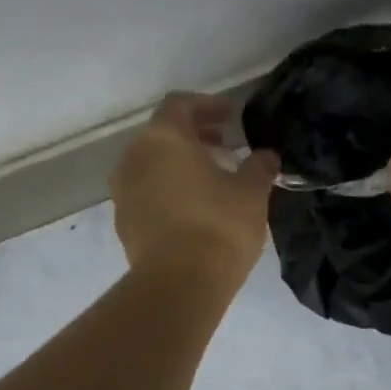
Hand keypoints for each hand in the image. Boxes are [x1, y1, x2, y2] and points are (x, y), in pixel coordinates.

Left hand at [111, 94, 278, 286]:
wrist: (179, 284)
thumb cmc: (219, 227)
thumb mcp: (252, 194)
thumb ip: (259, 167)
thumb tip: (266, 155)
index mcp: (164, 138)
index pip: (181, 105)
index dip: (208, 106)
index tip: (232, 117)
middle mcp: (135, 157)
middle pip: (163, 135)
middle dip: (194, 137)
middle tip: (224, 147)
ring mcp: (124, 192)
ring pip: (152, 165)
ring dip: (179, 166)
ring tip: (210, 182)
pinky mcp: (124, 223)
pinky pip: (147, 195)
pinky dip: (168, 192)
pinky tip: (193, 211)